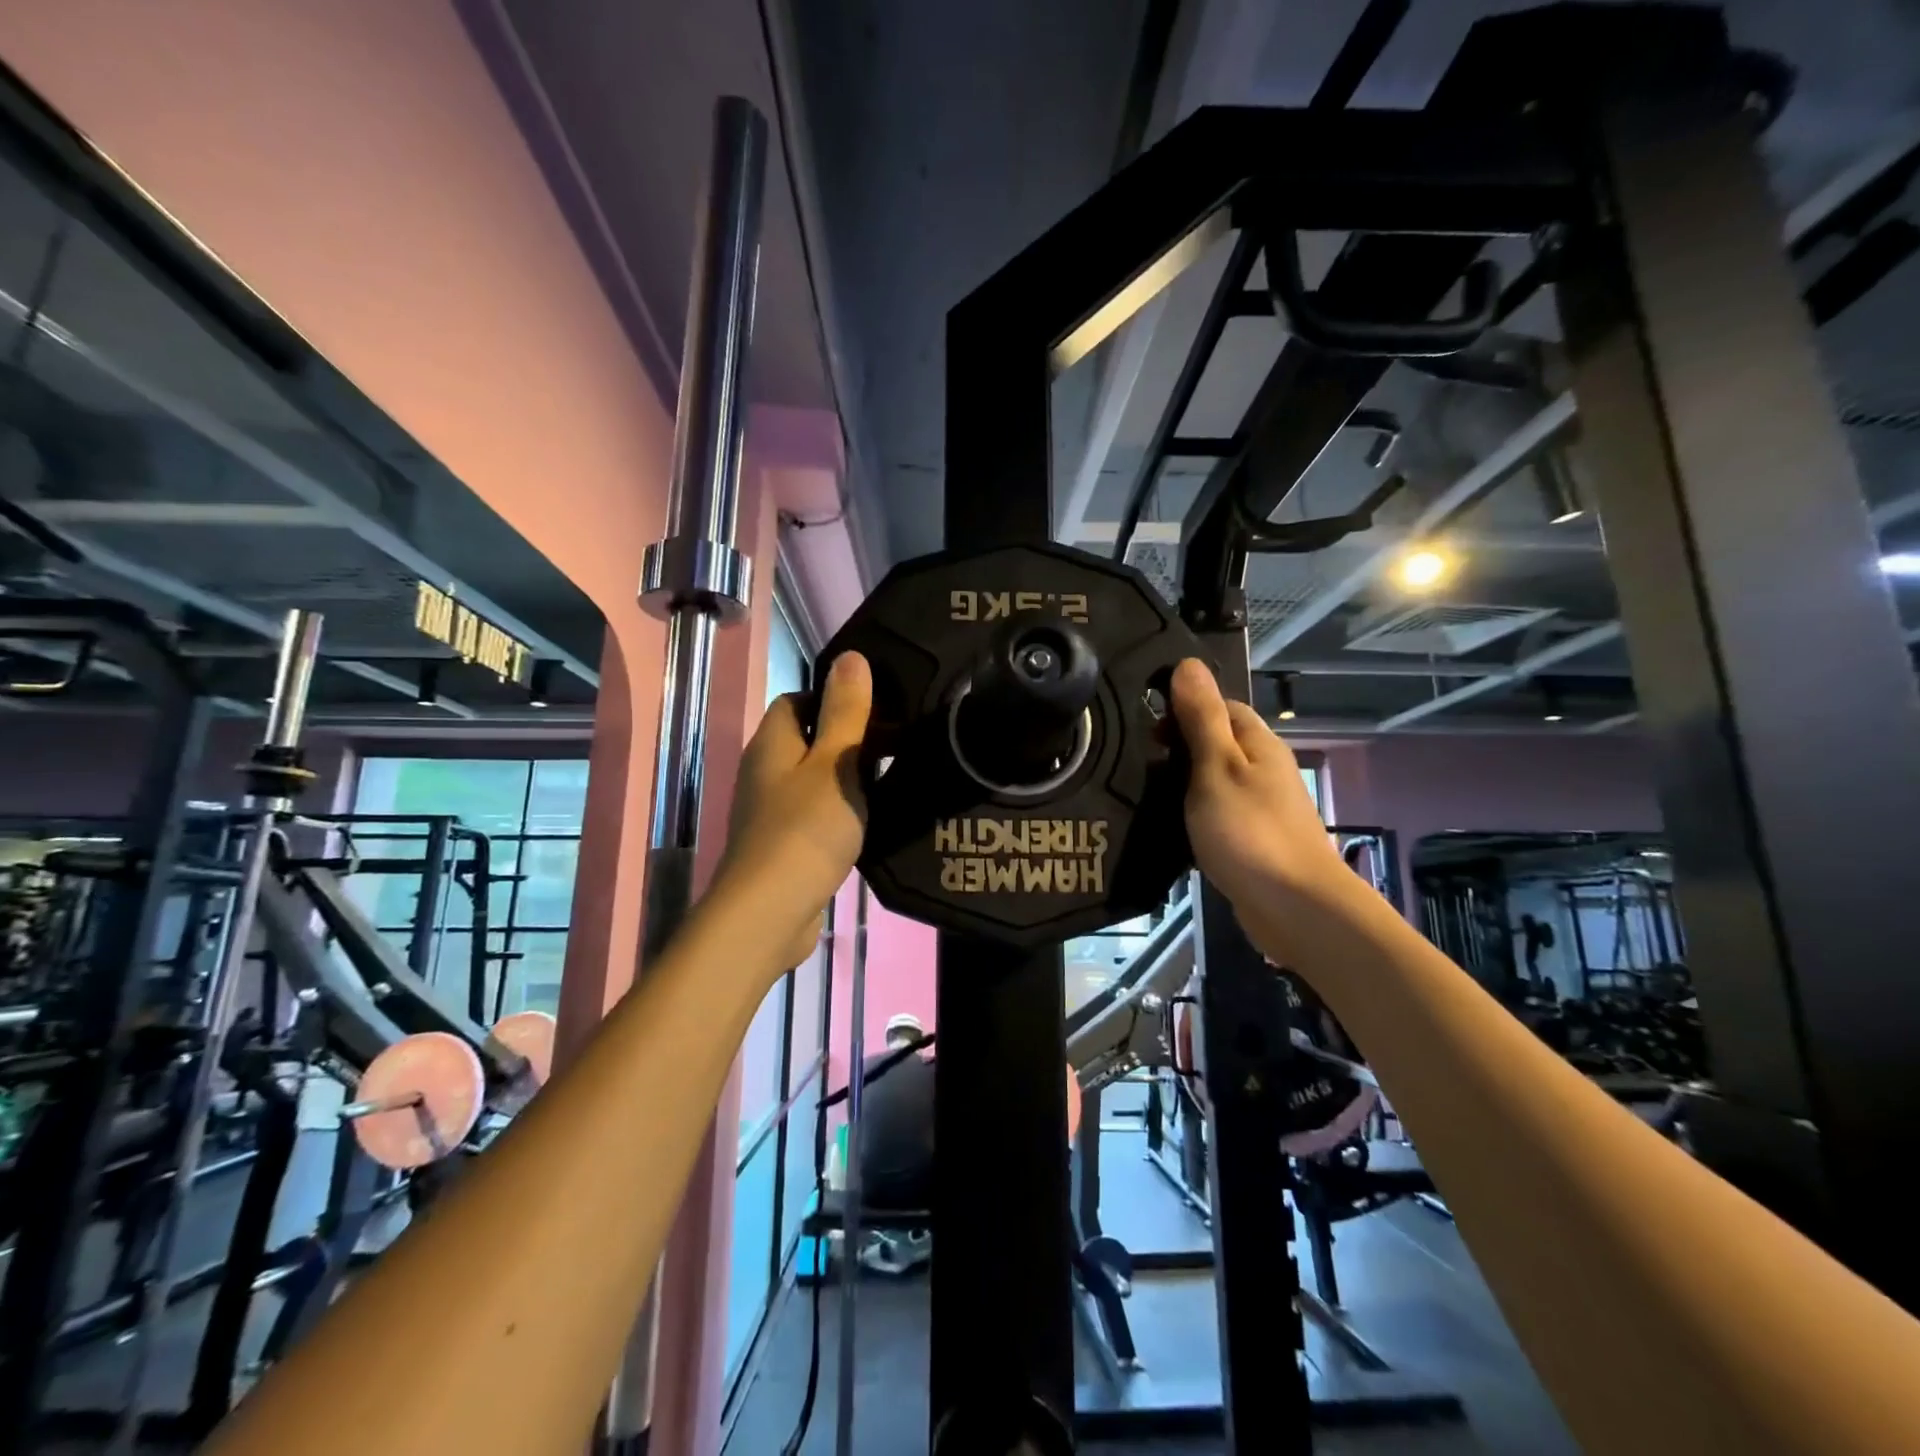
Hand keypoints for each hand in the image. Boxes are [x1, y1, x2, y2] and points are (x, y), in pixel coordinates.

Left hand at [719, 651, 871, 968]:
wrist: (770, 912)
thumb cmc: (805, 829)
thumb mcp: (836, 763)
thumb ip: (846, 712)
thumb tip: (851, 657)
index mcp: (772, 743)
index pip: (797, 701)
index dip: (834, 698)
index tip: (877, 711)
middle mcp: (764, 771)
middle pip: (806, 739)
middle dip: (846, 739)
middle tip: (894, 746)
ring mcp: (768, 811)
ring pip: (811, 779)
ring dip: (845, 778)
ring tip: (889, 781)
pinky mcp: (780, 845)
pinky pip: (812, 813)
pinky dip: (837, 812)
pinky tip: (866, 823)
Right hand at [1170, 658, 1344, 919]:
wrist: (1295, 907)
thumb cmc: (1249, 831)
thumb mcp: (1216, 767)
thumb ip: (1201, 718)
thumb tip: (1188, 663)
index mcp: (1258, 744)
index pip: (1221, 706)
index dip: (1183, 708)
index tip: (1146, 728)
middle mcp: (1264, 769)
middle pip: (1218, 742)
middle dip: (1180, 746)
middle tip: (1138, 762)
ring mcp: (1261, 806)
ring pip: (1216, 780)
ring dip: (1185, 782)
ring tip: (1146, 793)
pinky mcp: (1253, 839)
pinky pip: (1218, 812)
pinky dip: (1195, 813)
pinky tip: (1171, 826)